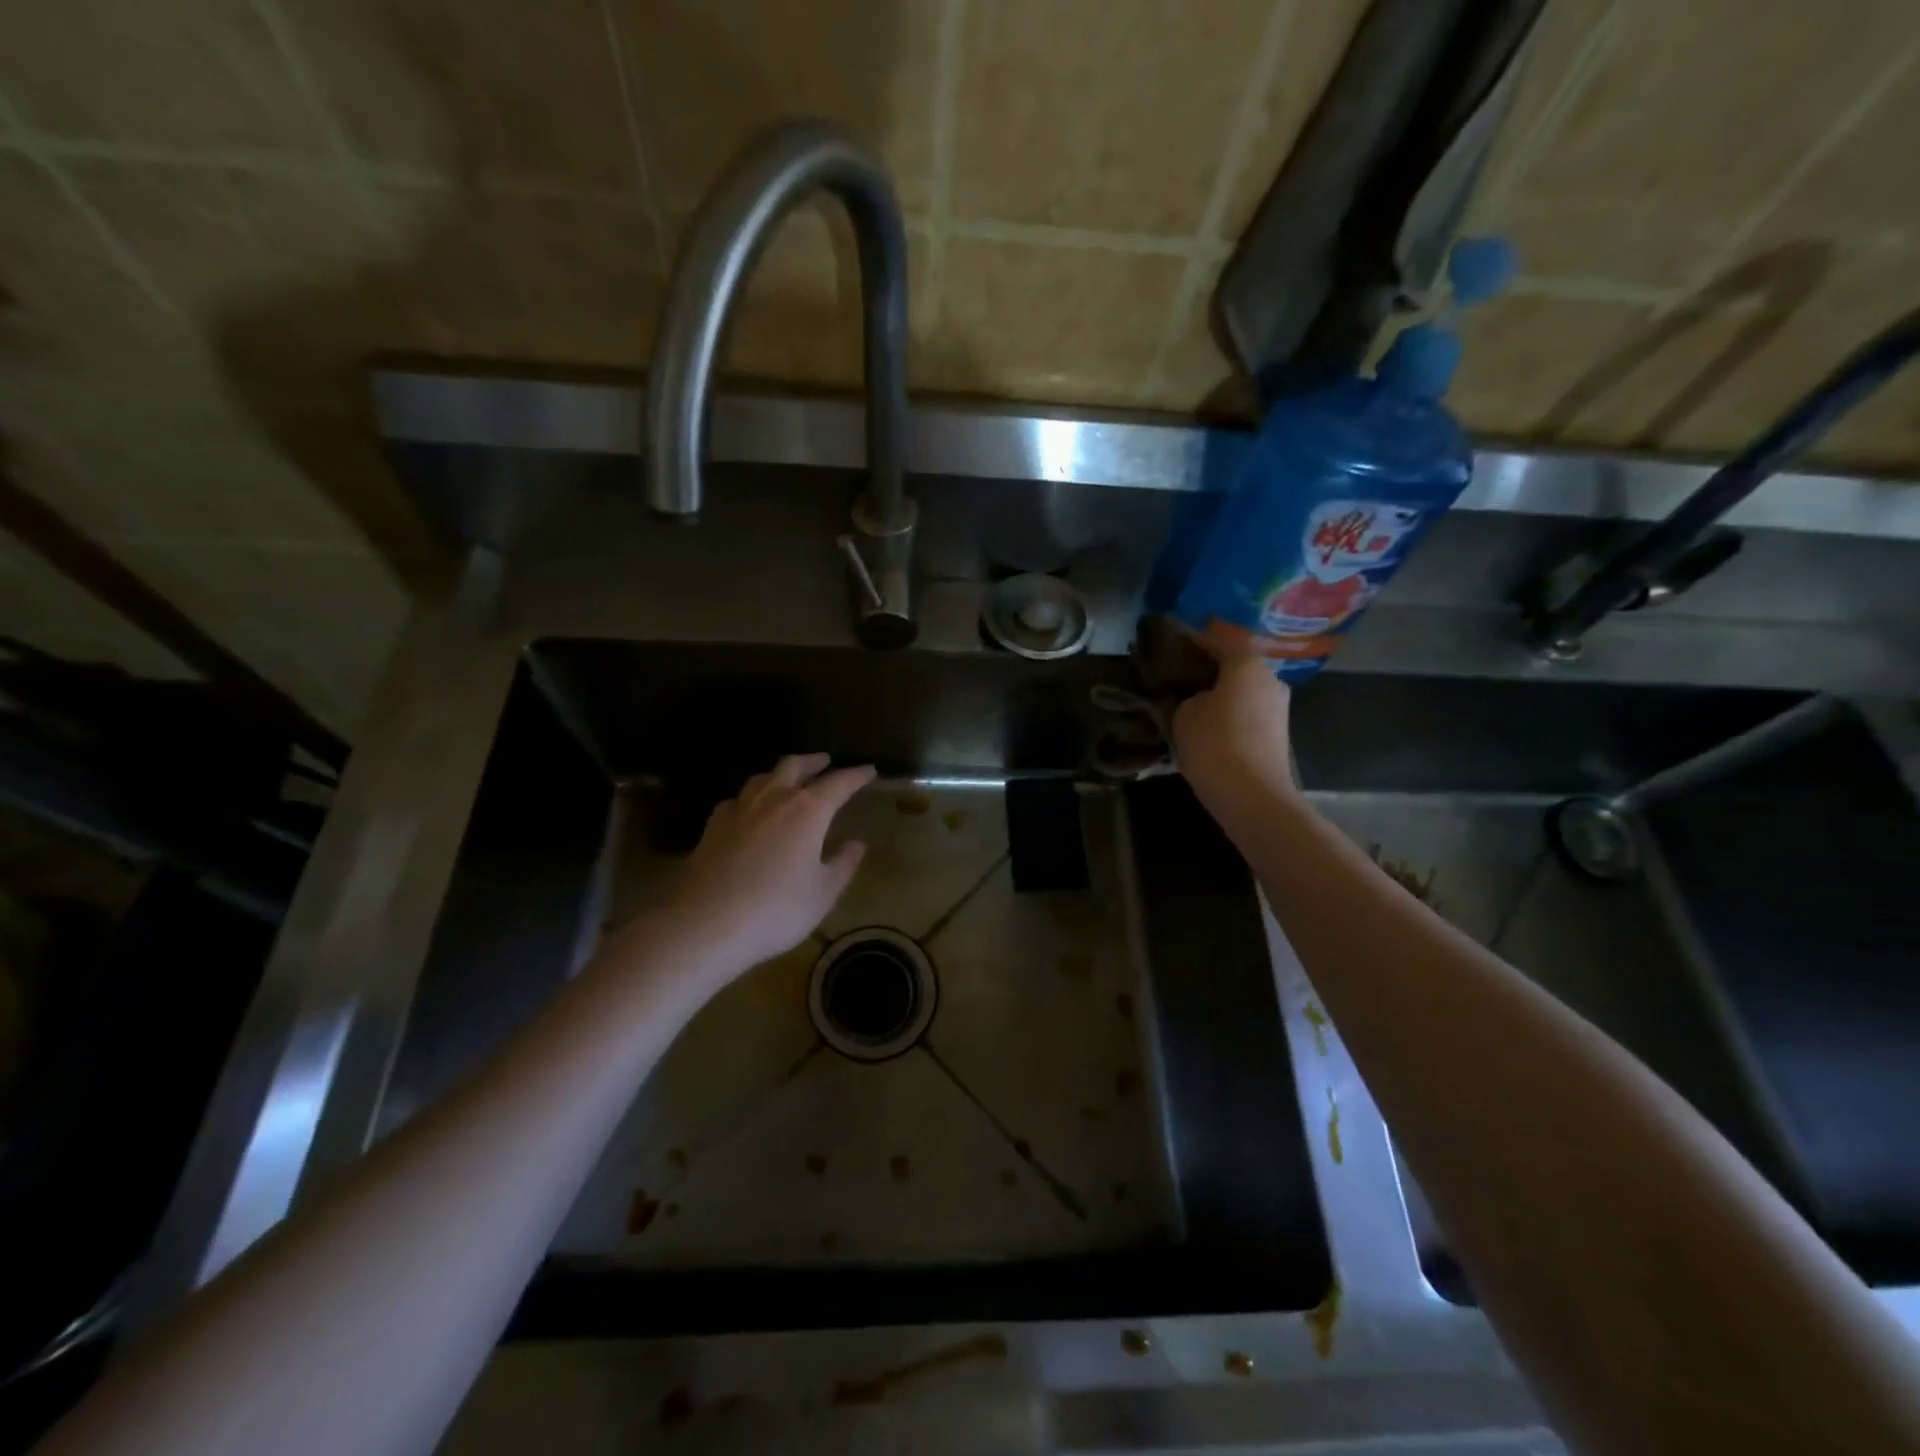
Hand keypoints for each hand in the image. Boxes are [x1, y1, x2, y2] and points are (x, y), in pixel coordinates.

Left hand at [677, 753, 874, 971]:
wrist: (706, 923)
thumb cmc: (776, 909)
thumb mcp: (822, 894)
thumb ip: (843, 865)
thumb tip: (856, 844)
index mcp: (808, 811)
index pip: (839, 783)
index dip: (856, 775)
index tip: (869, 771)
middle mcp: (774, 799)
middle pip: (794, 766)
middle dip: (813, 762)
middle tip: (825, 762)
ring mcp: (739, 809)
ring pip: (762, 777)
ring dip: (781, 773)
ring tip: (788, 779)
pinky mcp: (713, 826)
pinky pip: (737, 799)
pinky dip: (750, 798)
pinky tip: (749, 809)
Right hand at [1171, 655, 1299, 814]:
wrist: (1253, 796)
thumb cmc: (1214, 745)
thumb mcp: (1184, 714)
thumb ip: (1188, 696)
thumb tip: (1198, 698)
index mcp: (1246, 664)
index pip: (1216, 641)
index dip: (1191, 644)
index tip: (1170, 650)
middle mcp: (1269, 678)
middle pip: (1234, 666)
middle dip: (1208, 672)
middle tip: (1179, 681)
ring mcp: (1278, 706)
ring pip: (1242, 691)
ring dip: (1220, 695)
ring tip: (1190, 706)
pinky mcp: (1278, 732)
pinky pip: (1248, 713)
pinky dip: (1230, 715)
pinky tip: (1209, 727)